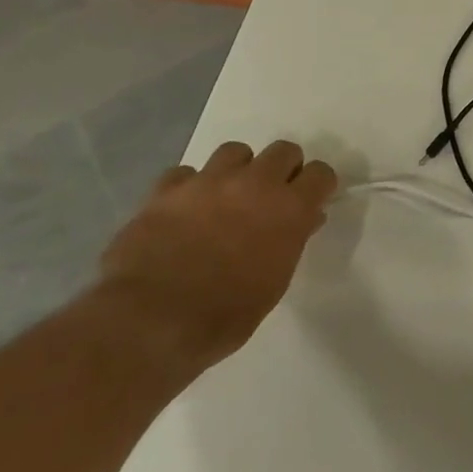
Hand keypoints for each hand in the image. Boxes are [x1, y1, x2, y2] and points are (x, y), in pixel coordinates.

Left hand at [98, 140, 337, 371]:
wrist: (151, 321)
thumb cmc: (227, 313)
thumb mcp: (276, 281)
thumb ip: (292, 241)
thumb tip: (304, 220)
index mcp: (290, 208)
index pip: (321, 174)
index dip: (318, 186)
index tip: (312, 200)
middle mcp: (255, 183)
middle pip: (283, 150)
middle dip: (283, 169)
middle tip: (272, 196)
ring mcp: (208, 182)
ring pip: (235, 151)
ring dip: (238, 170)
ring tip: (227, 196)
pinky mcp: (166, 190)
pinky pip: (184, 173)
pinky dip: (189, 187)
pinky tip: (185, 209)